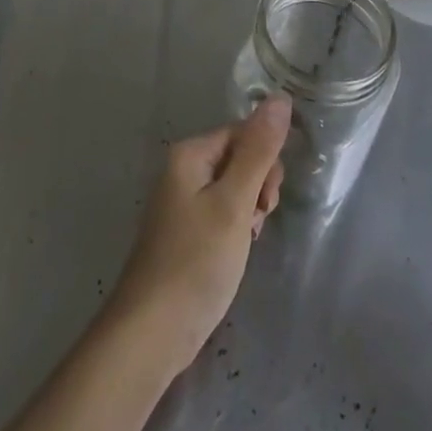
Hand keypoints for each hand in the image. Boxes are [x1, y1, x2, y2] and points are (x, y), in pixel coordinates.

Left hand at [106, 98, 289, 376]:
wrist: (152, 332)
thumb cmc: (196, 262)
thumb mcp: (235, 203)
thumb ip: (258, 151)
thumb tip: (280, 97)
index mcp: (190, 154)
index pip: (244, 134)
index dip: (264, 163)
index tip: (266, 201)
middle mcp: (182, 170)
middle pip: (239, 158)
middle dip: (258, 188)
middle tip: (255, 223)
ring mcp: (182, 202)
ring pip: (234, 188)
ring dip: (249, 211)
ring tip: (244, 243)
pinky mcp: (185, 231)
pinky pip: (222, 213)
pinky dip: (236, 229)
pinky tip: (235, 253)